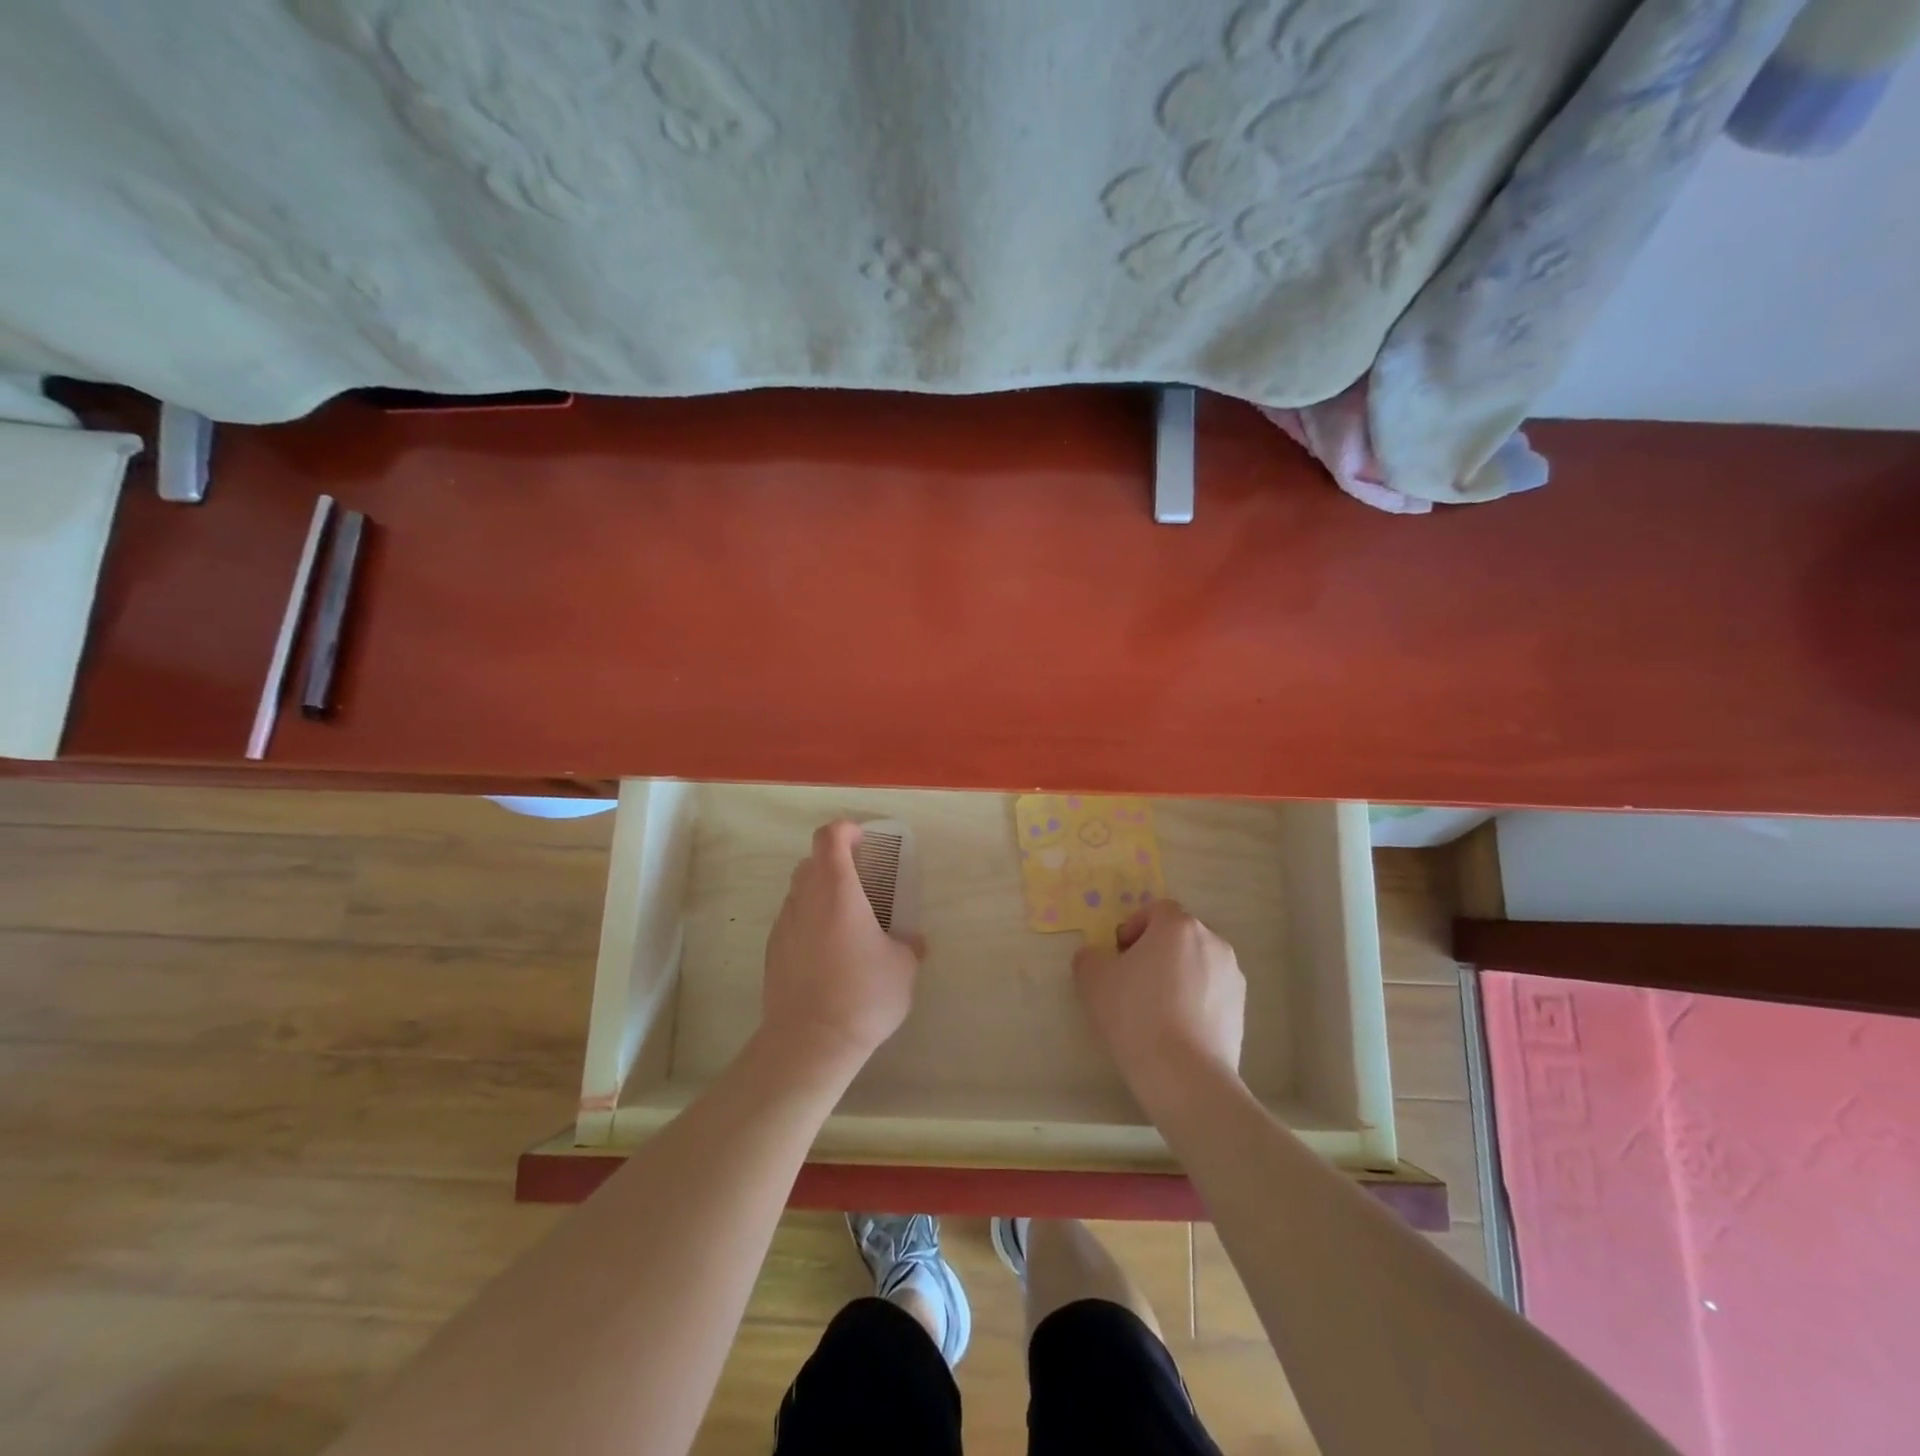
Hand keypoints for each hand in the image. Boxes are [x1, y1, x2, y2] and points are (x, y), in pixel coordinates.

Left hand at [760, 821, 921, 1074]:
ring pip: (799, 892)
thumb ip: (908, 945)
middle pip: (812, 862)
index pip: (830, 837)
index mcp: (837, 890)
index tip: (864, 841)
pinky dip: (809, 923)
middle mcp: (804, 899)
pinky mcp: (771, 953)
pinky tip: (828, 954)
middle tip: (862, 884)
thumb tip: (913, 942)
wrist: (808, 1043)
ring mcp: (783, 925)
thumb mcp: (903, 968)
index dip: (846, 830)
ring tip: (847, 923)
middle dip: (835, 863)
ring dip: (821, 894)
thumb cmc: (862, 995)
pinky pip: (792, 922)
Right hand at [1073, 899, 1244, 1105]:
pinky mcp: (1241, 1007)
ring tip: (1157, 1008)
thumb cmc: (1135, 1015)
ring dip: (1178, 974)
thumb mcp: (1093, 980)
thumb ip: (1090, 957)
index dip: (1134, 928)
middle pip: (1179, 935)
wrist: (1184, 1075)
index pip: (1155, 910)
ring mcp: (1232, 975)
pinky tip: (1177, 1028)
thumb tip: (1097, 957)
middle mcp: (1212, 941)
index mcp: (1178, 926)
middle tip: (1134, 981)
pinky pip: (1212, 990)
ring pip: (1197, 963)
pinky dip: (1195, 999)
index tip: (1120, 957)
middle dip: (1157, 951)